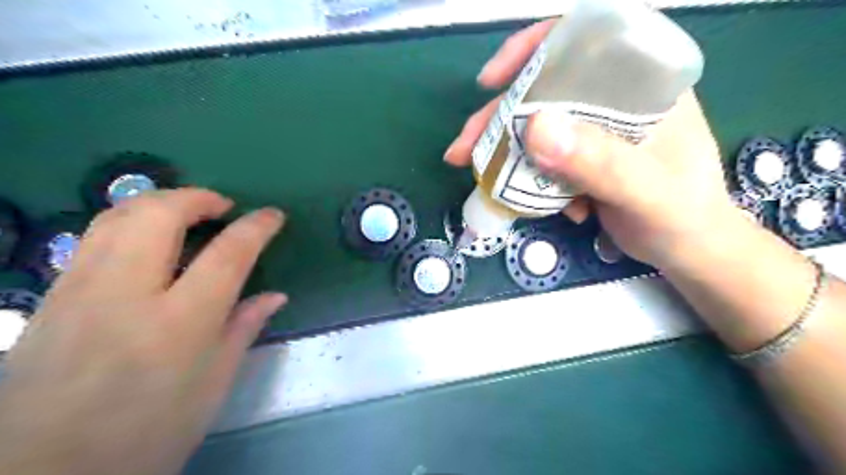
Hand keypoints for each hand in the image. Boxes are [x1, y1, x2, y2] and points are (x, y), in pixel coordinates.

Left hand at [1, 189, 284, 474]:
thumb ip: (244, 329)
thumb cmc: (148, 435)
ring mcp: (78, 293)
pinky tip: (149, 240)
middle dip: (198, 198)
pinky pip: (93, 238)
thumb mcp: (213, 386)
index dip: (256, 228)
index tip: (273, 215)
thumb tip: (275, 296)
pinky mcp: (50, 299)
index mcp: (179, 324)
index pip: (227, 255)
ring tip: (189, 213)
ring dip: (161, 202)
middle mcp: (124, 296)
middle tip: (224, 207)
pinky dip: (130, 222)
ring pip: (117, 216)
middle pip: (159, 215)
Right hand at [445, 21, 737, 269]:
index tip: (493, 80)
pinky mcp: (581, 160)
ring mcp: (594, 132)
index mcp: (641, 85)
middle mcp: (613, 100)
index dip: (532, 50)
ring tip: (480, 176)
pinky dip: (530, 179)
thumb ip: (600, 162)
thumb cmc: (683, 216)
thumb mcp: (647, 191)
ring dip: (504, 152)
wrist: (687, 251)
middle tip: (464, 147)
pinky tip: (544, 205)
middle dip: (499, 118)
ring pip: (536, 128)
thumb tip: (533, 129)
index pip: (584, 42)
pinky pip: (541, 159)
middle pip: (544, 92)